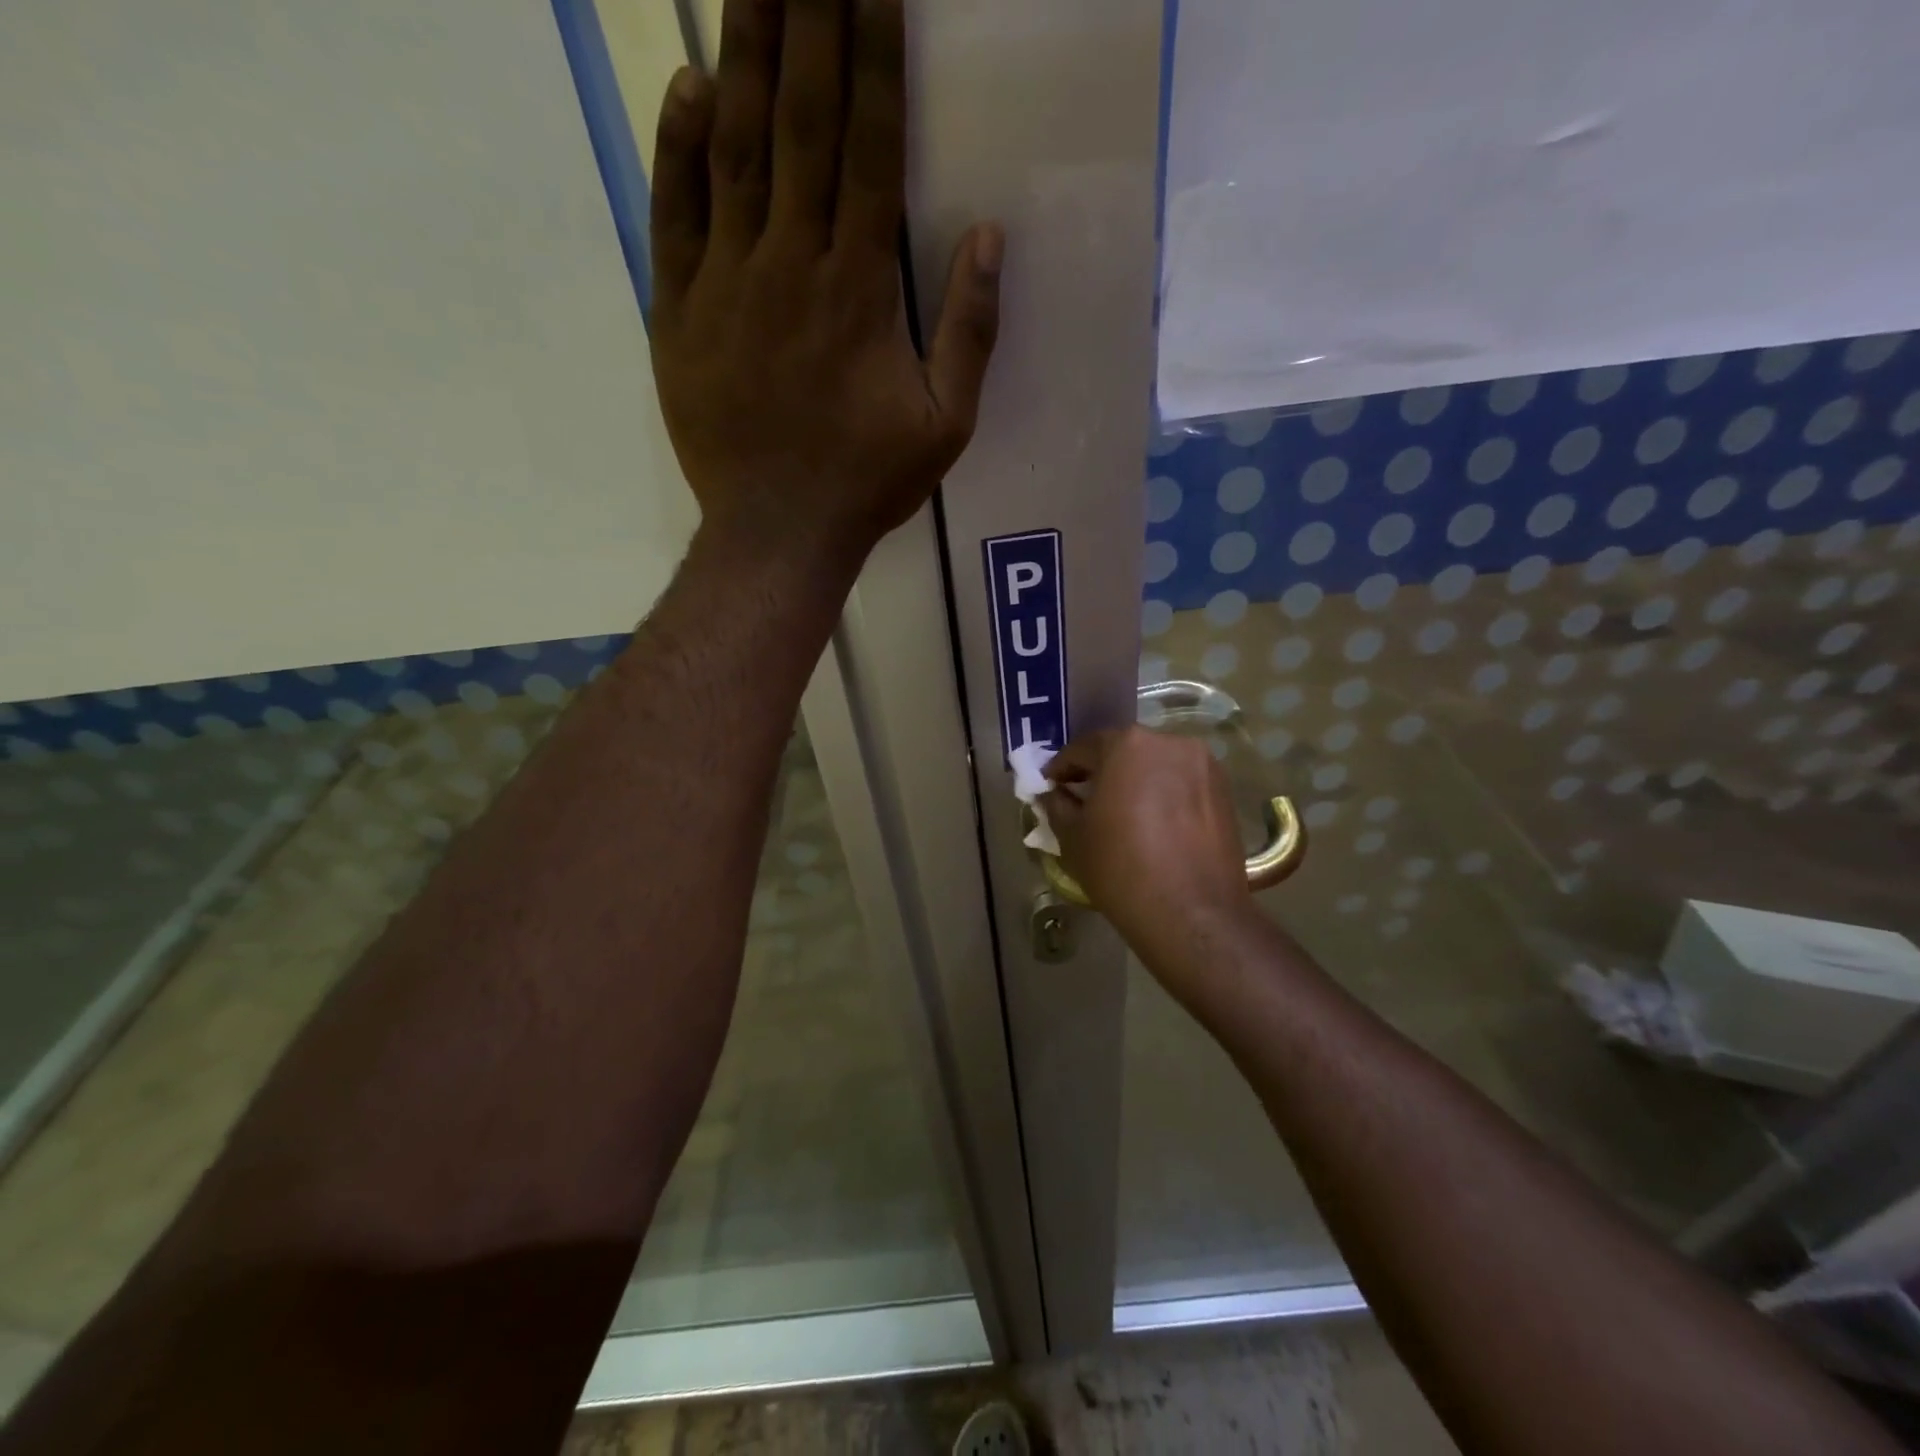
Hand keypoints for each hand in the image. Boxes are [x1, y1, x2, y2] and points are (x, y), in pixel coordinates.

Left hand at [648, 0, 1003, 560]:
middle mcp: (791, 265)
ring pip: (735, 151)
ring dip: (745, 55)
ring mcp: (727, 284)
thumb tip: (989, 238)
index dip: (873, 56)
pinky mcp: (679, 312)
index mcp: (860, 290)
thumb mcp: (946, 425)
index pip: (869, 148)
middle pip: (799, 123)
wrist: (778, 531)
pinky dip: (680, 149)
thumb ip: (970, 332)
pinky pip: (675, 216)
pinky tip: (692, 89)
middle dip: (808, 17)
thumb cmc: (867, 482)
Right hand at [1043, 728, 1253, 954]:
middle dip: (1101, 771)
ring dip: (1134, 781)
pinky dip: (1163, 794)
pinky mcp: (1224, 790)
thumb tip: (1054, 793)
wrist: (1192, 913)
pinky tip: (1152, 823)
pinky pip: (1181, 783)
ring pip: (1156, 766)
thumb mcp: (1073, 836)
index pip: (1083, 748)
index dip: (1061, 768)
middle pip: (1124, 751)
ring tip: (1120, 812)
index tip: (1050, 787)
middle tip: (1083, 798)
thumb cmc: (1121, 867)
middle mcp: (1169, 742)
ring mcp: (1203, 765)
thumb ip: (1057, 804)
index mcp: (1127, 744)